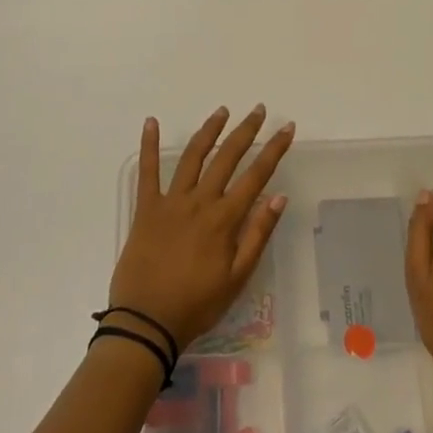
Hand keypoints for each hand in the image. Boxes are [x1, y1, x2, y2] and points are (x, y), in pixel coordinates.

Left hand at [107, 106, 294, 350]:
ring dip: (209, 131)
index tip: (287, 128)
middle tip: (258, 110)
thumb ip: (258, 234)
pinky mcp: (146, 208)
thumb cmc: (197, 304)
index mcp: (224, 219)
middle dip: (245, 131)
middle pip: (226, 157)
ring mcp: (171, 201)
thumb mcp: (237, 277)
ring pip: (193, 157)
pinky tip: (151, 122)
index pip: (256, 176)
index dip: (274, 150)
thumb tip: (279, 196)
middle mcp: (200, 201)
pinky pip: (147, 171)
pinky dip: (148, 145)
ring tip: (222, 111)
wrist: (146, 321)